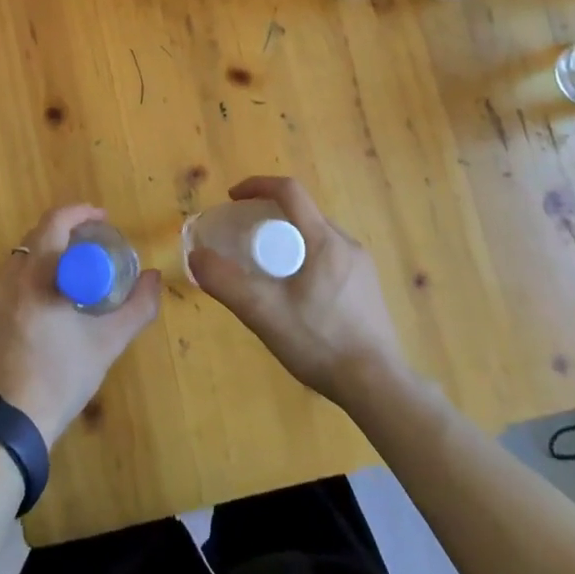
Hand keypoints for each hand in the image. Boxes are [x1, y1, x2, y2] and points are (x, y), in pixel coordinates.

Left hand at [0, 204, 161, 445]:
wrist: (7, 426)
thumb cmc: (59, 378)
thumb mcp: (106, 343)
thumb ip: (137, 308)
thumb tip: (154, 278)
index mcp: (36, 274)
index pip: (55, 221)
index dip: (81, 213)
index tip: (104, 220)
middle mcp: (8, 277)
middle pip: (37, 236)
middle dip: (67, 231)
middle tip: (95, 244)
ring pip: (22, 258)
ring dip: (49, 254)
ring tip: (76, 272)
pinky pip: (11, 281)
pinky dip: (33, 276)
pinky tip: (50, 302)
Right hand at [188, 176, 407, 410]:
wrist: (378, 387)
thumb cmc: (320, 342)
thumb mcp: (263, 312)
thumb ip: (225, 282)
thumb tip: (196, 256)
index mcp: (325, 240)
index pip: (290, 191)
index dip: (257, 185)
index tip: (232, 198)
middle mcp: (348, 245)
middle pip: (302, 214)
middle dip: (268, 218)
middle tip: (244, 241)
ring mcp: (362, 267)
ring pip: (316, 238)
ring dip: (288, 241)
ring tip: (266, 270)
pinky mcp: (368, 289)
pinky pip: (330, 258)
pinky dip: (305, 260)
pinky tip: (295, 296)